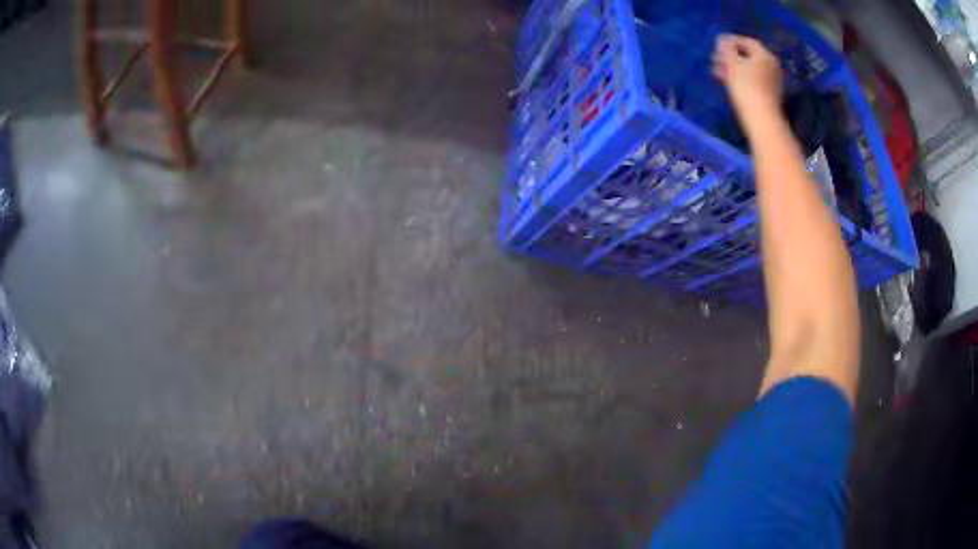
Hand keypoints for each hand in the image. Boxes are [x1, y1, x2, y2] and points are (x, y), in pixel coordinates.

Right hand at [711, 34, 782, 116]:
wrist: (761, 119)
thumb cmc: (746, 86)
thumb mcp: (732, 63)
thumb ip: (726, 47)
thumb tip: (723, 39)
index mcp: (764, 55)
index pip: (746, 41)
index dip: (731, 41)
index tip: (717, 45)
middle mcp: (771, 65)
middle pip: (749, 56)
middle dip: (731, 56)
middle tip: (716, 60)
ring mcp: (772, 81)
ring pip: (750, 69)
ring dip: (734, 68)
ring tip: (719, 72)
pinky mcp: (769, 95)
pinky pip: (753, 80)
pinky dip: (741, 79)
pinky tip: (730, 83)